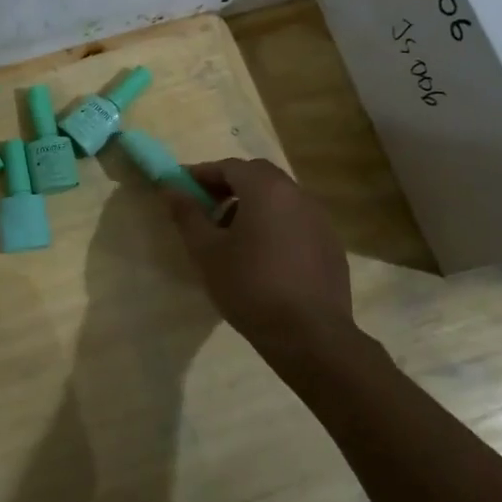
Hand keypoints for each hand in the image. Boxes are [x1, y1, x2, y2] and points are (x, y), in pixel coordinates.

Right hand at [163, 159, 356, 354]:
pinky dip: (274, 225)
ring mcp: (320, 219)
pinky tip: (263, 257)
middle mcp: (298, 195)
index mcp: (266, 190)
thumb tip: (170, 188)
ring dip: (252, 205)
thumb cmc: (249, 286)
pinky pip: (296, 221)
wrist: (309, 335)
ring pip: (279, 199)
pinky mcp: (331, 244)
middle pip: (258, 177)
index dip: (202, 174)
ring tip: (232, 237)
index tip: (181, 189)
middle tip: (206, 209)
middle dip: (228, 186)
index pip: (229, 166)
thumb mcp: (206, 251)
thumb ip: (187, 214)